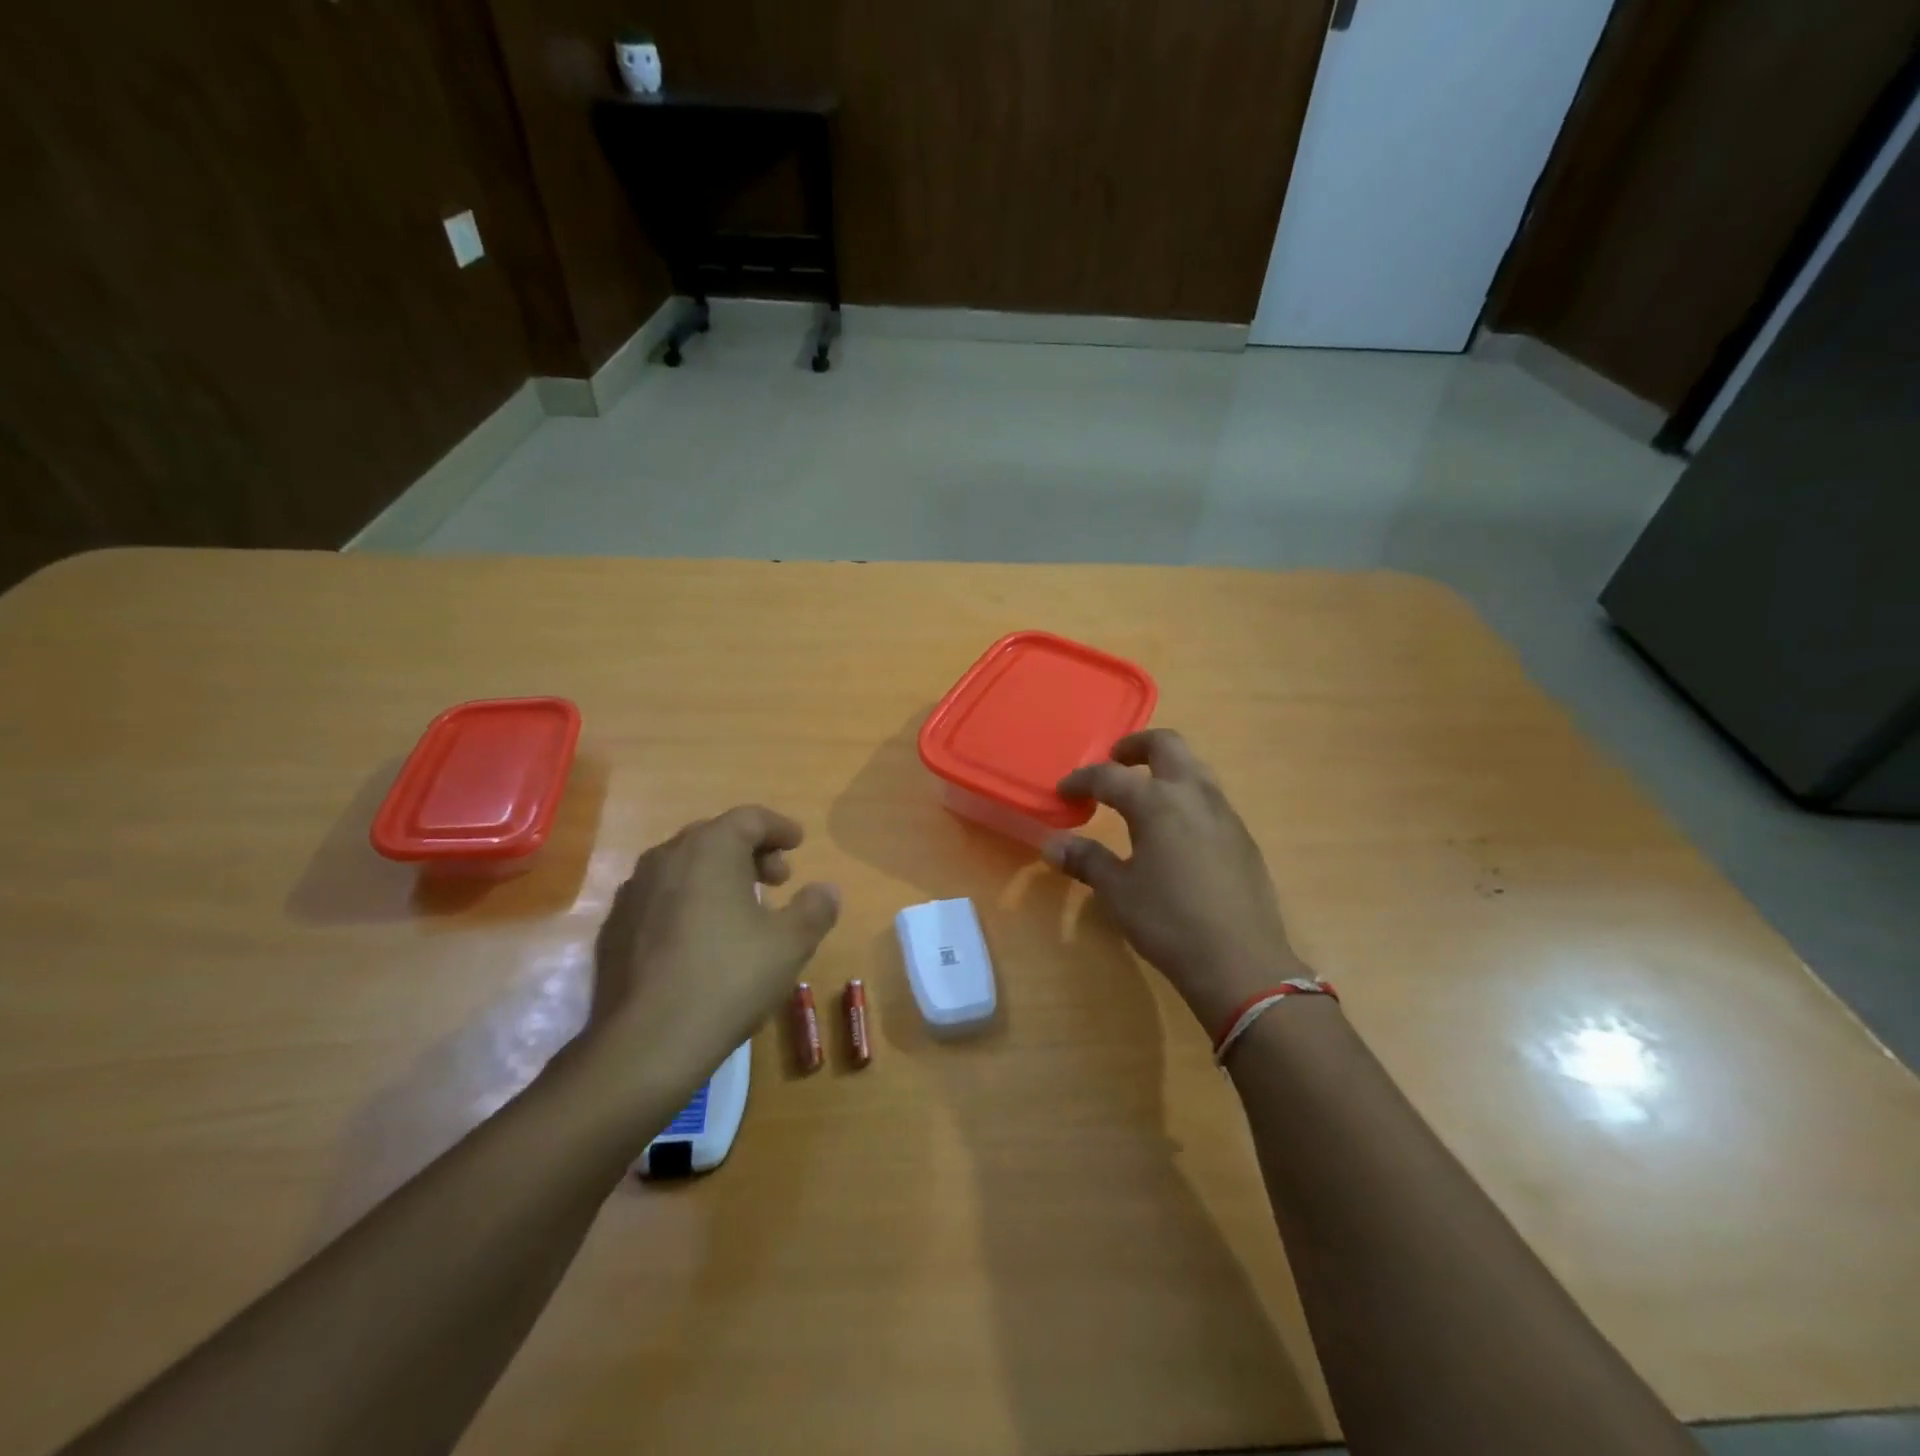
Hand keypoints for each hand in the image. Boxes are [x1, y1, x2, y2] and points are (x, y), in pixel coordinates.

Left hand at [585, 806, 840, 1090]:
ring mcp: (634, 892)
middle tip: (777, 879)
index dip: (779, 827)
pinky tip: (702, 938)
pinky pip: (661, 897)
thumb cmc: (729, 978)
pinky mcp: (615, 928)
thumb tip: (826, 890)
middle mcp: (667, 857)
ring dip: (718, 876)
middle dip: (750, 852)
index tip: (798, 844)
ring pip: (684, 866)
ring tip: (742, 909)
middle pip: (715, 836)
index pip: (750, 818)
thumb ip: (815, 908)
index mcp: (710, 849)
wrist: (647, 1043)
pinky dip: (689, 901)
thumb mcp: (791, 943)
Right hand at [1047, 730, 1307, 1037]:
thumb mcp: (1118, 892)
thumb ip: (1086, 860)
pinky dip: (1186, 795)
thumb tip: (1052, 845)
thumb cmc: (1169, 922)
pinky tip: (1176, 829)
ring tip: (1145, 791)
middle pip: (1168, 745)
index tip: (1063, 791)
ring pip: (1195, 767)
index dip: (1082, 780)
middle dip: (1136, 745)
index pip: (1110, 776)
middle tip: (1115, 761)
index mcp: (1158, 803)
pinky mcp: (1242, 837)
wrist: (1240, 962)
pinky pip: (1211, 797)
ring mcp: (1224, 814)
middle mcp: (1194, 796)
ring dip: (1166, 766)